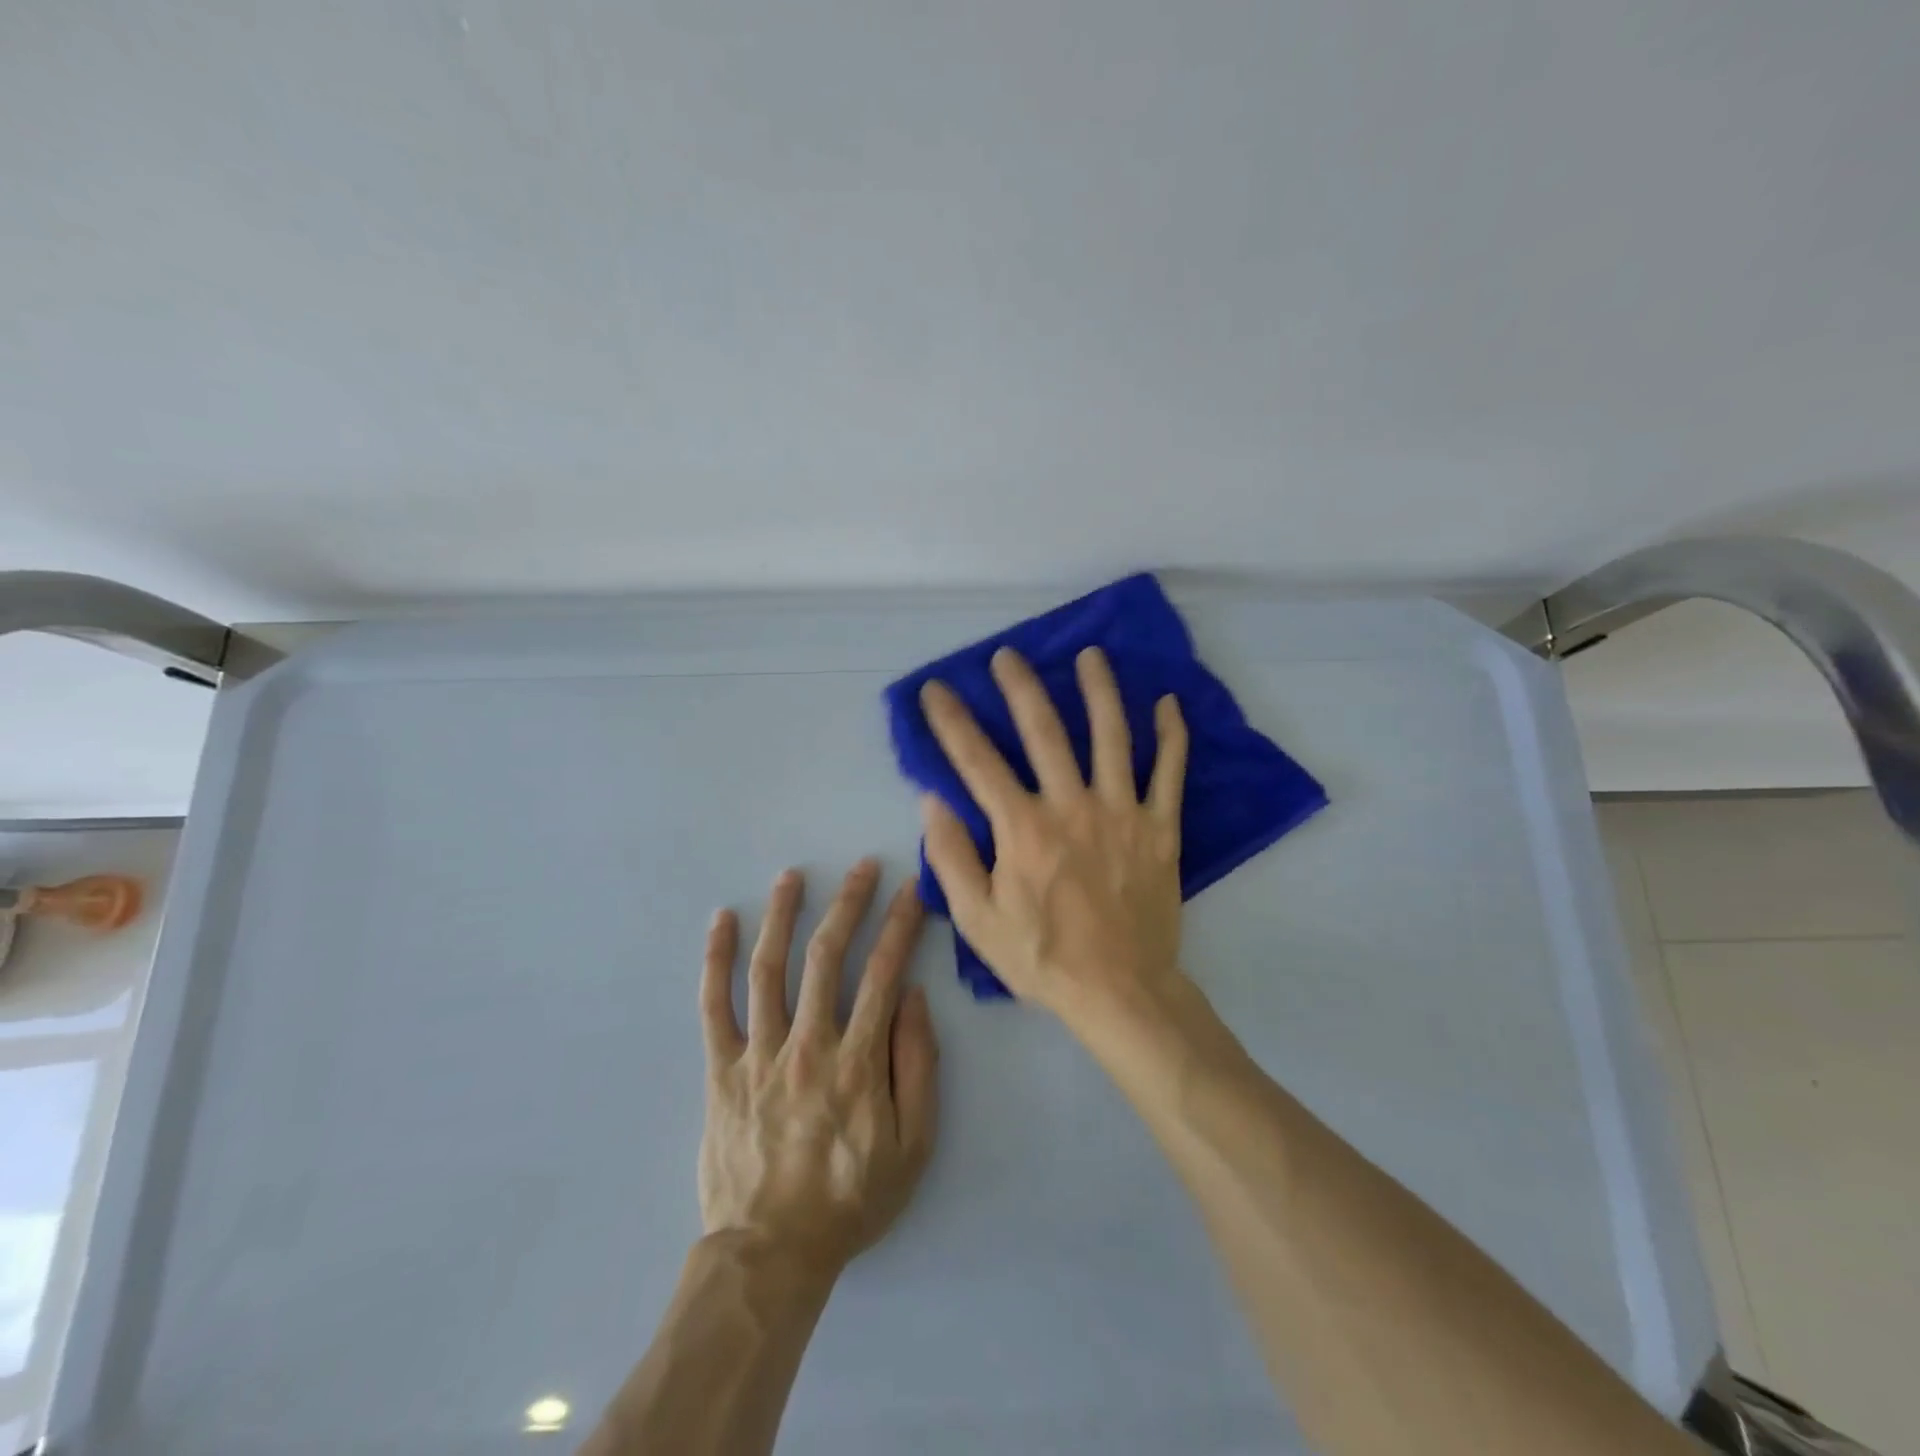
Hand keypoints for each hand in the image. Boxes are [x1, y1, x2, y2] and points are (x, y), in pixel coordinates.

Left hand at [698, 860, 938, 1279]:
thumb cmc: (850, 1198)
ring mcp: (759, 1053)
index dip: (899, 925)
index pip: (882, 972)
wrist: (771, 1252)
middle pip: (826, 956)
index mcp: (857, 1060)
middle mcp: (808, 1043)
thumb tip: (913, 997)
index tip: (910, 890)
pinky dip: (717, 960)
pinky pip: (714, 1006)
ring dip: (782, 915)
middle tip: (861, 867)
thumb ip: (917, 1066)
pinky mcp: (721, 1069)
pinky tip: (722, 921)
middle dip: (848, 903)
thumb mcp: (913, 1145)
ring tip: (792, 875)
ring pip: (769, 968)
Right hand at [917, 645, 1189, 1029]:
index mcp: (1023, 828)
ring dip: (1099, 690)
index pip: (977, 761)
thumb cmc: (1042, 957)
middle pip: (1044, 731)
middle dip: (1020, 688)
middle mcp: (1071, 805)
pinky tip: (1167, 703)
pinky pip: (1169, 772)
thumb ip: (950, 856)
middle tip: (1008, 656)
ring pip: (1111, 736)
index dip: (951, 721)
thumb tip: (931, 799)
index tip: (936, 689)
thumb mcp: (977, 919)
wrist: (1120, 991)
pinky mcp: (1160, 828)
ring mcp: (1121, 812)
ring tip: (1090, 655)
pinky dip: (1171, 736)